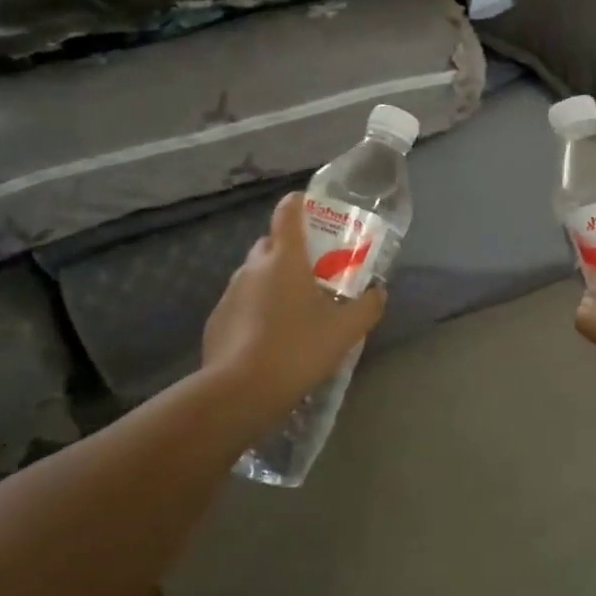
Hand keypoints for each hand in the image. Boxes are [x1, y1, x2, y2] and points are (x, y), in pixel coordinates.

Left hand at [201, 190, 387, 413]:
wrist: (239, 392)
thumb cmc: (297, 349)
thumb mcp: (345, 331)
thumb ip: (367, 306)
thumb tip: (378, 292)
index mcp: (285, 257)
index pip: (289, 210)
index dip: (301, 203)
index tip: (316, 211)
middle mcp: (254, 266)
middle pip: (272, 243)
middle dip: (292, 251)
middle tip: (316, 272)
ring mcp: (230, 292)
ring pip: (256, 275)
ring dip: (273, 283)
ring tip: (295, 311)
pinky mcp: (216, 320)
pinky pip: (242, 303)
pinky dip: (256, 310)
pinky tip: (270, 339)